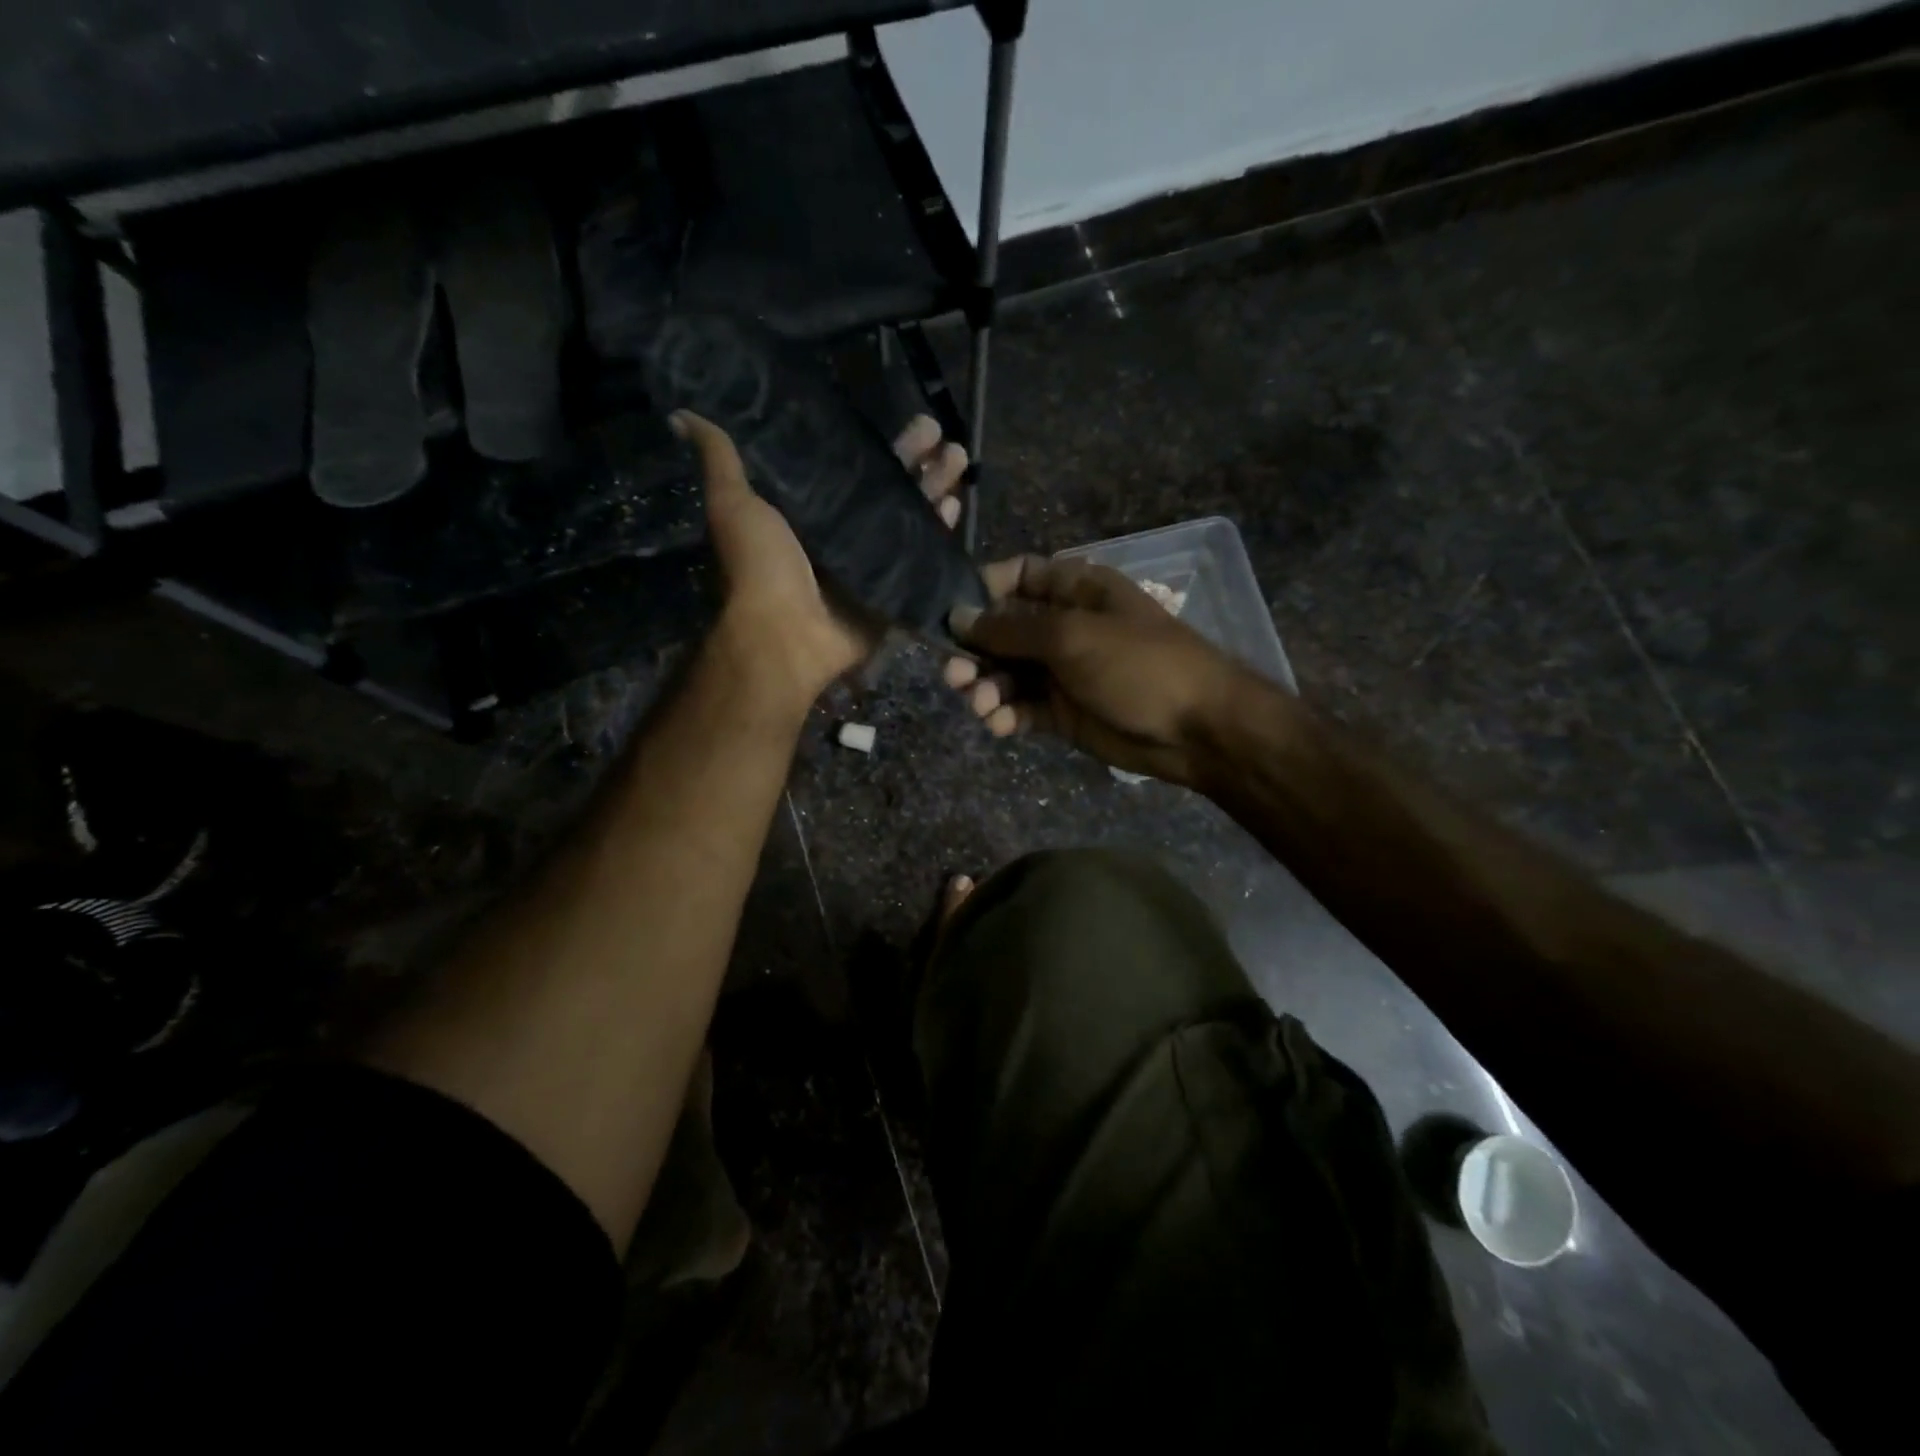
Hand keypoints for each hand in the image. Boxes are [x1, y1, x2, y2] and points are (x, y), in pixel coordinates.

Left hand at [676, 411, 967, 711]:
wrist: (785, 635)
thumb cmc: (760, 567)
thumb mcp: (734, 504)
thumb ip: (721, 459)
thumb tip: (682, 412)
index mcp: (812, 511)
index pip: (853, 466)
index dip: (879, 445)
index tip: (905, 419)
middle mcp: (845, 533)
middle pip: (890, 489)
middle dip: (917, 461)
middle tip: (942, 431)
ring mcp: (873, 564)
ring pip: (912, 518)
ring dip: (936, 489)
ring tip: (959, 458)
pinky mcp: (892, 591)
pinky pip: (922, 558)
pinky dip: (940, 534)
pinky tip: (956, 505)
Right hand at [943, 554, 1252, 785]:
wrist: (1195, 728)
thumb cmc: (1138, 665)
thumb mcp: (1072, 636)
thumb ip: (1012, 629)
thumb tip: (959, 617)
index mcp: (1075, 591)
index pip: (1018, 576)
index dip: (983, 590)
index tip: (952, 613)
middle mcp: (1064, 627)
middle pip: (1003, 630)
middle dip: (975, 651)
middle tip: (954, 675)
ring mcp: (1063, 671)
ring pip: (1007, 673)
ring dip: (986, 687)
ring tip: (980, 705)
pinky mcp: (1062, 712)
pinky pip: (1022, 708)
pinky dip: (1005, 715)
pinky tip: (1000, 724)